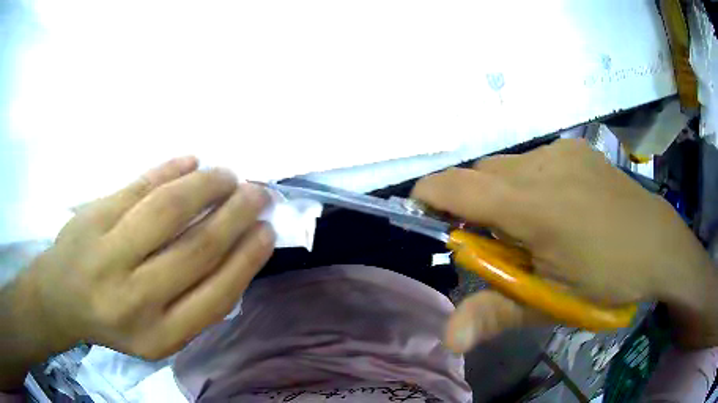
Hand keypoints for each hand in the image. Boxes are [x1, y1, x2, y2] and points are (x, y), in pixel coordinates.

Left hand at [2, 157, 274, 384]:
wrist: (60, 298)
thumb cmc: (114, 320)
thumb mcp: (158, 332)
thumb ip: (195, 302)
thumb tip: (236, 254)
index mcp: (159, 336)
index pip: (216, 294)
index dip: (247, 258)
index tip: (267, 231)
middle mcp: (134, 300)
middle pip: (196, 248)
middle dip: (235, 215)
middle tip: (256, 193)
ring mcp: (108, 254)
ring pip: (168, 209)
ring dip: (206, 186)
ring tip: (227, 175)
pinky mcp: (92, 217)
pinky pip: (139, 186)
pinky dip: (169, 170)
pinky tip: (191, 162)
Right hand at [412, 139, 717, 352]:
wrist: (659, 244)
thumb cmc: (607, 280)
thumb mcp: (552, 303)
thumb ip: (497, 313)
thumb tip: (448, 339)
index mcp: (534, 208)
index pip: (457, 187)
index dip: (428, 196)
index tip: (424, 216)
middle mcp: (542, 166)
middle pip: (478, 174)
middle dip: (471, 206)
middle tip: (498, 244)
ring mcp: (560, 151)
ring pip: (505, 166)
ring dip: (502, 195)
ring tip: (532, 228)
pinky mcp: (575, 148)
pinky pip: (532, 160)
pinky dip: (527, 183)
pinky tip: (556, 207)